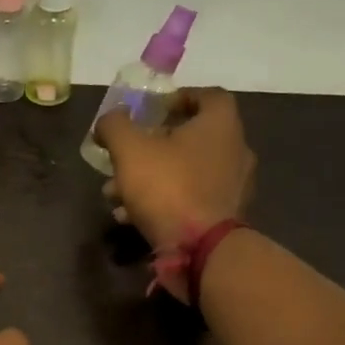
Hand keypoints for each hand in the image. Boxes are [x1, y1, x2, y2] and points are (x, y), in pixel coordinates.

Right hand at [96, 88, 256, 249]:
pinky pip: (190, 199)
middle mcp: (235, 150)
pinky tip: (131, 216)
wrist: (202, 248)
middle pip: (192, 137)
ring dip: (152, 177)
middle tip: (126, 155)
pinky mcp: (225, 216)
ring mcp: (234, 186)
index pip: (208, 96)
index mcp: (220, 125)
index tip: (153, 109)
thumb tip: (109, 120)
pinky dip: (163, 202)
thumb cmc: (169, 187)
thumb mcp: (129, 149)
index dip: (179, 97)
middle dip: (152, 145)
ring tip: (117, 193)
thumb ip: (115, 126)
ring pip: (187, 171)